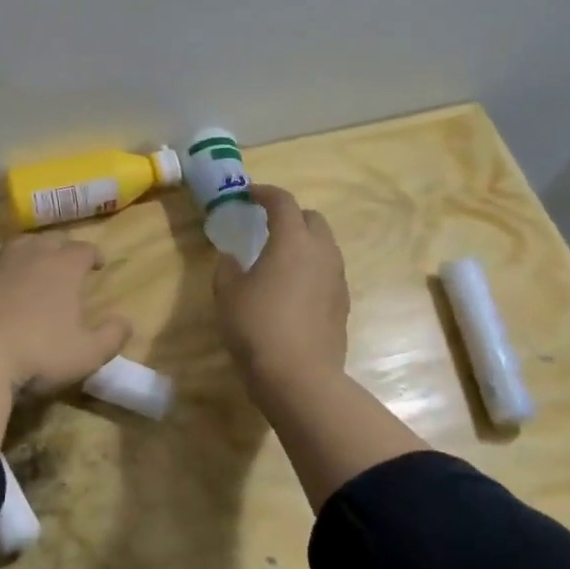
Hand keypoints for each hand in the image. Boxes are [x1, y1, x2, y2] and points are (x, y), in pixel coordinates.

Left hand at [0, 232, 130, 445]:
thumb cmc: (36, 353)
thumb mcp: (86, 354)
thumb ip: (111, 337)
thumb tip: (126, 322)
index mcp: (62, 267)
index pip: (84, 249)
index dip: (93, 255)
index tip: (97, 265)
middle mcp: (27, 255)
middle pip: (47, 241)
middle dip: (58, 250)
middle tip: (62, 265)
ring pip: (11, 248)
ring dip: (22, 256)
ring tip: (25, 271)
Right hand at [214, 184, 348, 400]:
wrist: (299, 376)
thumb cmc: (257, 326)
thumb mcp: (228, 294)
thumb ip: (227, 268)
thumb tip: (231, 258)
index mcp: (292, 241)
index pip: (283, 202)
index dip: (265, 193)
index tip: (249, 194)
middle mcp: (321, 252)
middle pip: (312, 219)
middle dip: (291, 216)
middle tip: (267, 226)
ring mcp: (337, 278)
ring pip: (324, 246)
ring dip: (304, 243)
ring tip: (280, 259)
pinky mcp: (342, 303)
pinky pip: (328, 272)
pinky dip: (311, 269)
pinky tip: (292, 289)